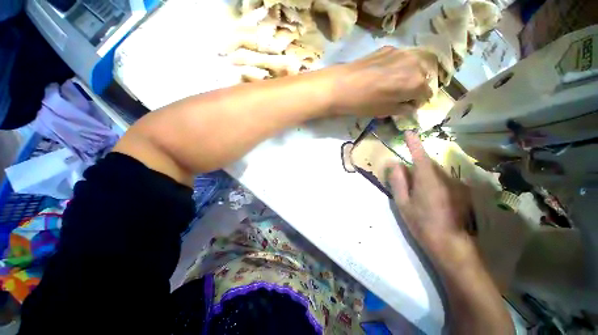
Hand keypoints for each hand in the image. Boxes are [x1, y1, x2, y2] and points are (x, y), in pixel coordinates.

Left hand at [329, 46, 434, 116]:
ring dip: (412, 73)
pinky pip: (402, 57)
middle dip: (417, 86)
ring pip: (416, 63)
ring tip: (398, 82)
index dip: (418, 101)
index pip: (426, 93)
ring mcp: (402, 52)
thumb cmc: (364, 103)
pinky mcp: (388, 48)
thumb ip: (403, 108)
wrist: (342, 86)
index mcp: (416, 83)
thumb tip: (410, 106)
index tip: (409, 105)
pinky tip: (388, 72)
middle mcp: (415, 64)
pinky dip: (401, 65)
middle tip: (404, 94)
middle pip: (425, 76)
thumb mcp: (385, 111)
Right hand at [385, 131, 473, 264]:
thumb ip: (398, 181)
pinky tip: (431, 199)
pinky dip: (433, 183)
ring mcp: (455, 185)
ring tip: (418, 193)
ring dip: (424, 176)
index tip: (409, 133)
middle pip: (428, 164)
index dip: (414, 143)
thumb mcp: (403, 203)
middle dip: (416, 166)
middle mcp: (444, 178)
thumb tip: (394, 163)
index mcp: (428, 180)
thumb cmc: (422, 223)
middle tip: (406, 179)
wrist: (451, 245)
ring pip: (436, 173)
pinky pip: (443, 180)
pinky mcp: (461, 192)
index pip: (420, 156)